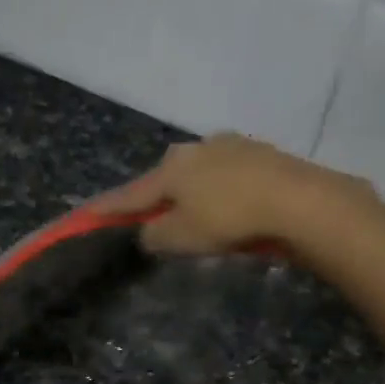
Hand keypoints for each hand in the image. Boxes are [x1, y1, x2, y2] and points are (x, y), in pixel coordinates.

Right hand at [98, 134, 378, 255]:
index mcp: (170, 168)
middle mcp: (195, 149)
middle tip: (156, 219)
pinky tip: (232, 205)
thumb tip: (149, 231)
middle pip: (165, 178)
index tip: (85, 213)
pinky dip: (221, 190)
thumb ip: (154, 235)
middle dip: (158, 197)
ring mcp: (230, 146)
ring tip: (200, 216)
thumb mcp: (181, 237)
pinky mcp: (260, 153)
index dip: (107, 207)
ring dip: (193, 192)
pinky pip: (228, 174)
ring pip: (198, 173)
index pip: (130, 193)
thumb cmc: (229, 219)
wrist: (299, 200)